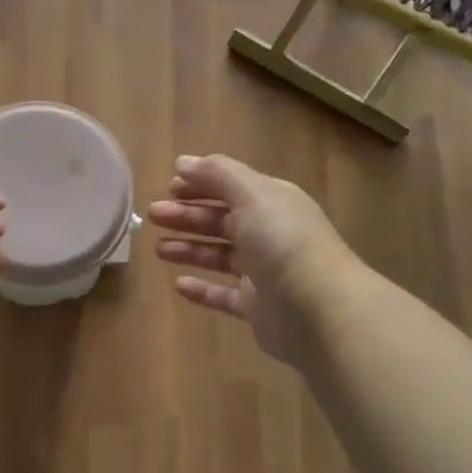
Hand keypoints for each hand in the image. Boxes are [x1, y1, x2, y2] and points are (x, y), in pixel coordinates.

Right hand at [148, 154, 358, 366]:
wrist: (318, 310)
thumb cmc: (283, 242)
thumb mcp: (252, 194)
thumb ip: (218, 174)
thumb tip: (183, 162)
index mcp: (273, 203)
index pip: (232, 187)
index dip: (201, 184)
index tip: (168, 186)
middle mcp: (270, 234)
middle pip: (222, 220)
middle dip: (188, 215)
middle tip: (153, 215)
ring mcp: (265, 272)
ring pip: (220, 256)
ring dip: (190, 249)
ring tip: (158, 249)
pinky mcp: (258, 307)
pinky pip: (224, 294)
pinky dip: (202, 289)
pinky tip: (178, 285)